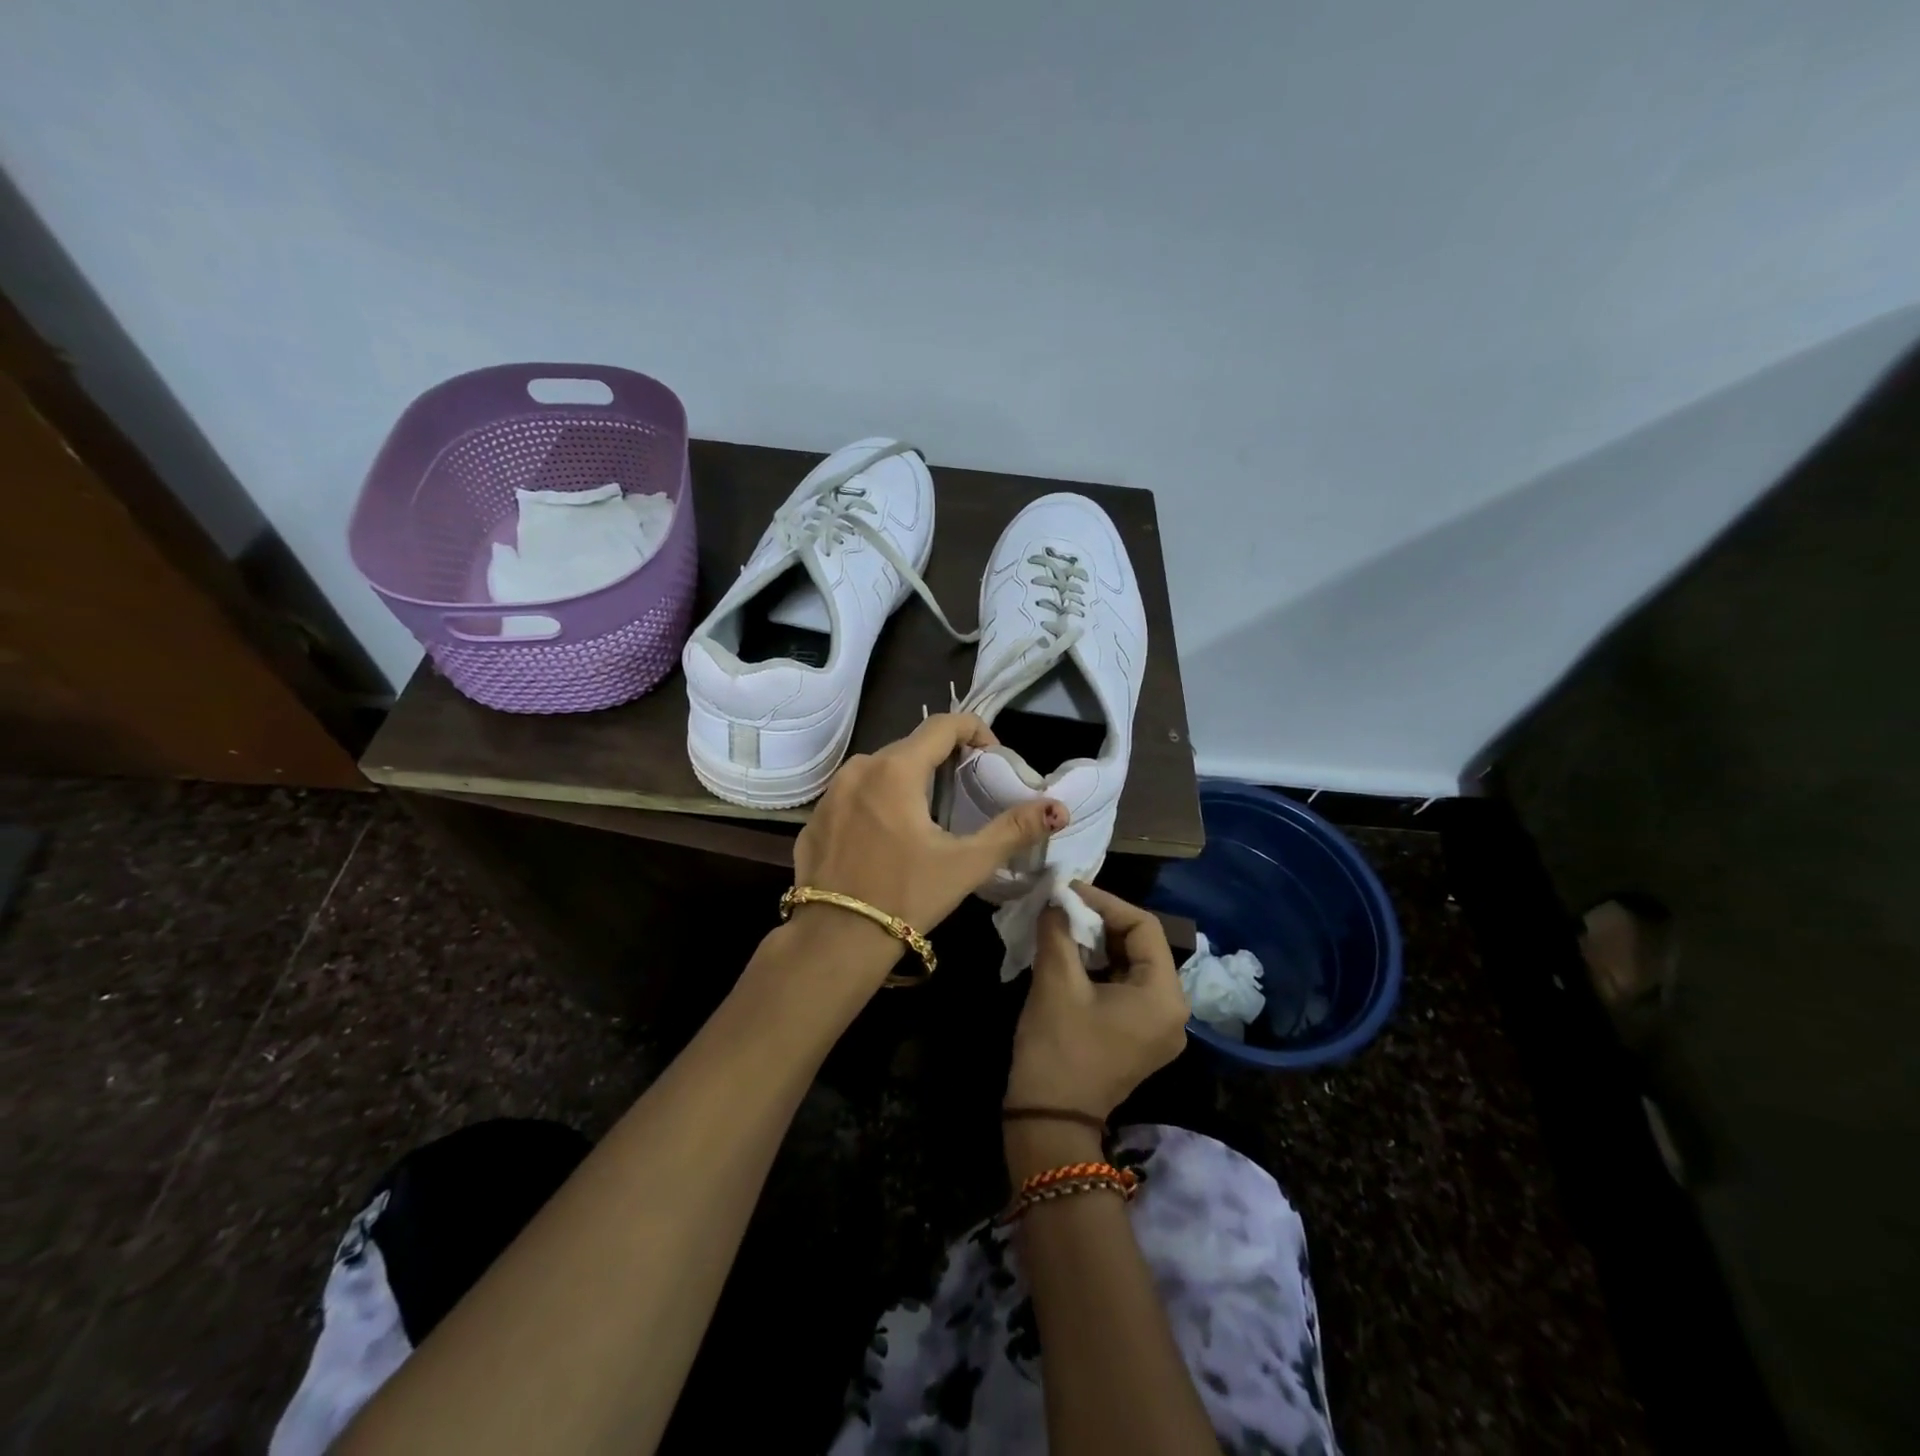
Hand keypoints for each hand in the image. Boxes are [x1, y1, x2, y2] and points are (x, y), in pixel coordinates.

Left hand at [788, 713, 1066, 976]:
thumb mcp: (966, 863)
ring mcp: (831, 793)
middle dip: (942, 758)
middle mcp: (858, 769)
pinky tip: (888, 837)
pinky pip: (854, 794)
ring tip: (929, 814)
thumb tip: (1058, 809)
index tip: (991, 757)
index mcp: (895, 769)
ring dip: (909, 779)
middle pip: (910, 746)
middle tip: (966, 789)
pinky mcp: (815, 818)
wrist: (834, 941)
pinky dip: (877, 801)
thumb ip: (1013, 829)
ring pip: (880, 769)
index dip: (974, 731)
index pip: (942, 725)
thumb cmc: (905, 896)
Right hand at [1004, 884, 1189, 1123]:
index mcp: (1164, 996)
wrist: (1049, 1120)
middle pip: (1142, 945)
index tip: (1069, 890)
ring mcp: (1158, 1029)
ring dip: (1099, 943)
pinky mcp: (1139, 1038)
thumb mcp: (1056, 981)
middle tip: (1064, 906)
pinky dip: (1101, 967)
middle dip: (1102, 922)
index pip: (1144, 927)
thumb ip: (1059, 930)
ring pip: (1132, 966)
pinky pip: (1126, 988)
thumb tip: (1056, 897)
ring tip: (1063, 925)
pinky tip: (1071, 955)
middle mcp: (1173, 1011)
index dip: (1105, 902)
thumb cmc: (1058, 1047)